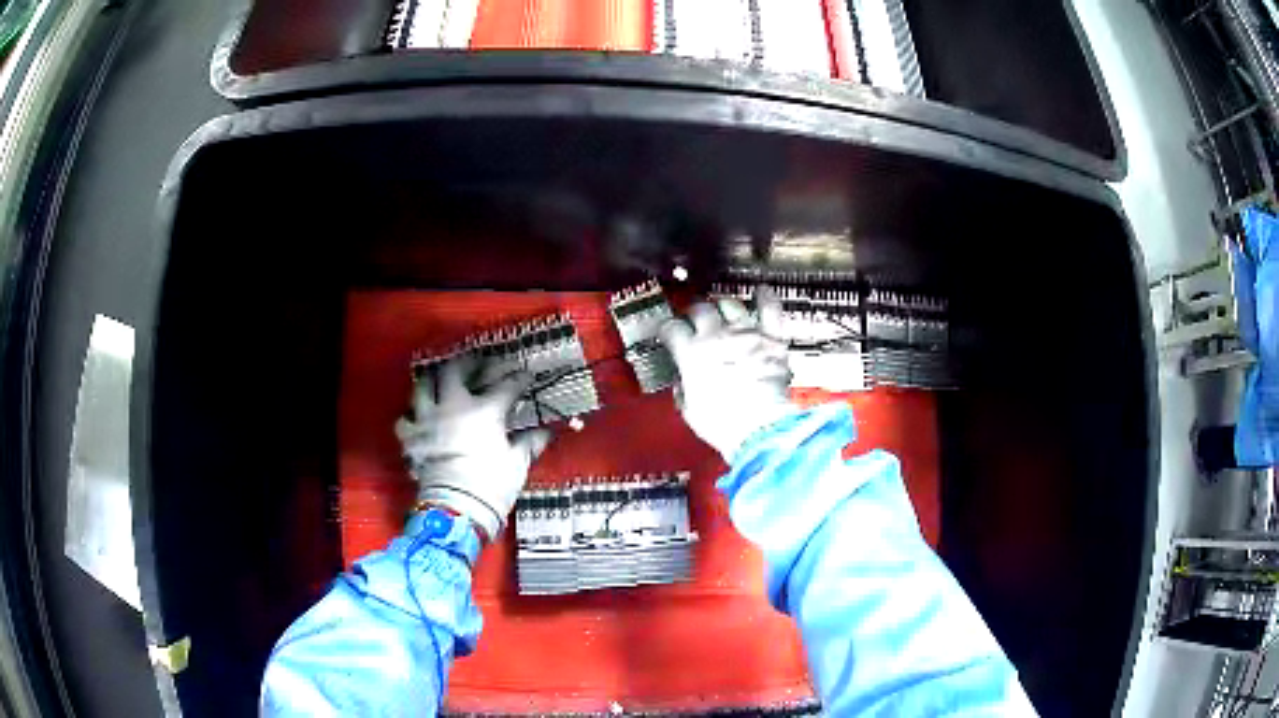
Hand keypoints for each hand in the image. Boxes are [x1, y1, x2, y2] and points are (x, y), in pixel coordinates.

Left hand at [395, 356, 552, 541]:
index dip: (518, 379)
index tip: (525, 376)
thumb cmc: (492, 485)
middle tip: (476, 364)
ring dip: (433, 382)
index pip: (506, 386)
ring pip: (423, 386)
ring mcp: (428, 419)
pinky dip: (411, 417)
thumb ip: (529, 443)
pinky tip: (419, 419)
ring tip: (440, 383)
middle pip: (455, 370)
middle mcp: (453, 406)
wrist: (456, 509)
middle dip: (467, 363)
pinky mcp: (412, 438)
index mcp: (485, 410)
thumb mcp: (516, 463)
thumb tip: (545, 433)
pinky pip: (405, 419)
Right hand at [659, 286, 797, 461]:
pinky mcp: (771, 339)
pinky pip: (769, 309)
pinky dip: (765, 297)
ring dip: (723, 305)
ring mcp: (746, 334)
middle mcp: (717, 336)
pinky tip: (762, 291)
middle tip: (694, 318)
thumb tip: (684, 383)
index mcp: (691, 353)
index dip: (668, 328)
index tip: (669, 331)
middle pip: (700, 309)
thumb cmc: (725, 423)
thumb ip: (683, 389)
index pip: (672, 328)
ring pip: (730, 304)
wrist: (760, 427)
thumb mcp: (690, 410)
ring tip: (721, 307)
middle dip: (694, 312)